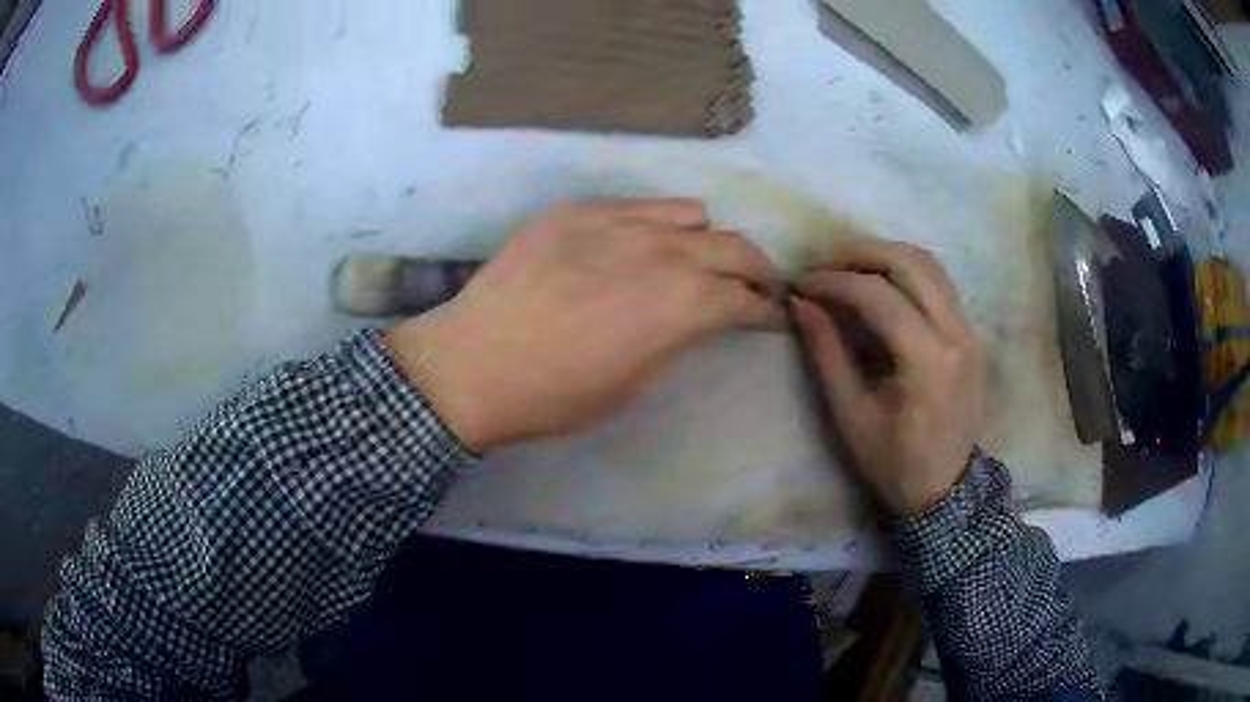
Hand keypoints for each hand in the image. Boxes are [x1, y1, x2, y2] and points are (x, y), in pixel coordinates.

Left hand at [385, 199, 781, 451]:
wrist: (474, 365)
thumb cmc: (558, 395)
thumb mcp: (637, 383)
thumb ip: (680, 338)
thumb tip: (699, 317)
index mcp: (685, 304)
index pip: (747, 298)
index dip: (765, 310)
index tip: (769, 316)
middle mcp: (664, 250)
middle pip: (735, 246)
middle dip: (756, 269)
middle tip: (755, 285)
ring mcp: (619, 220)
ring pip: (691, 213)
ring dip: (706, 239)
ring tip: (694, 259)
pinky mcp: (579, 209)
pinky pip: (638, 205)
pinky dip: (657, 225)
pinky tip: (639, 245)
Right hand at [792, 241, 984, 516]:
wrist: (946, 489)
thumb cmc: (894, 462)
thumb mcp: (851, 414)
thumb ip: (827, 353)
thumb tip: (801, 303)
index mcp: (928, 362)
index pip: (879, 295)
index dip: (834, 282)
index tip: (801, 284)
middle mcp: (956, 334)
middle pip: (911, 262)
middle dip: (862, 253)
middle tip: (825, 266)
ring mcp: (969, 330)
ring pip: (930, 264)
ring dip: (886, 256)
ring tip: (849, 270)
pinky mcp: (970, 333)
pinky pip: (939, 282)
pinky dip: (906, 272)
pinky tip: (881, 286)